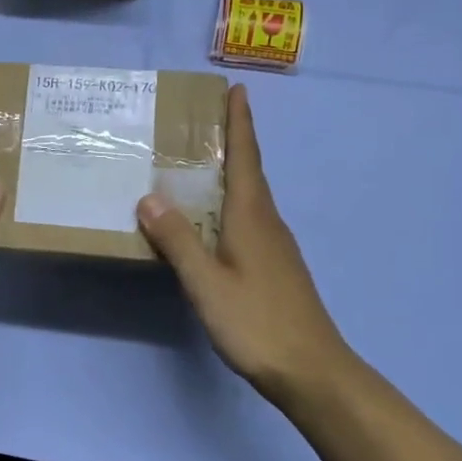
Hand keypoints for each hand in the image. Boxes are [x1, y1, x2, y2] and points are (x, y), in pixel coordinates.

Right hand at [136, 85, 354, 409]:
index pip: (246, 157)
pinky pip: (249, 220)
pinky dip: (230, 204)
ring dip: (232, 173)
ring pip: (250, 197)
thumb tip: (149, 196)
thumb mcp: (207, 283)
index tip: (237, 90)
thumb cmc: (257, 322)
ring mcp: (275, 246)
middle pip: (250, 172)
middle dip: (235, 141)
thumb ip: (178, 240)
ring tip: (203, 165)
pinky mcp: (275, 267)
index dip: (240, 123)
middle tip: (207, 120)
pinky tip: (214, 221)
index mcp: (252, 216)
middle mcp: (267, 222)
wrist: (312, 370)